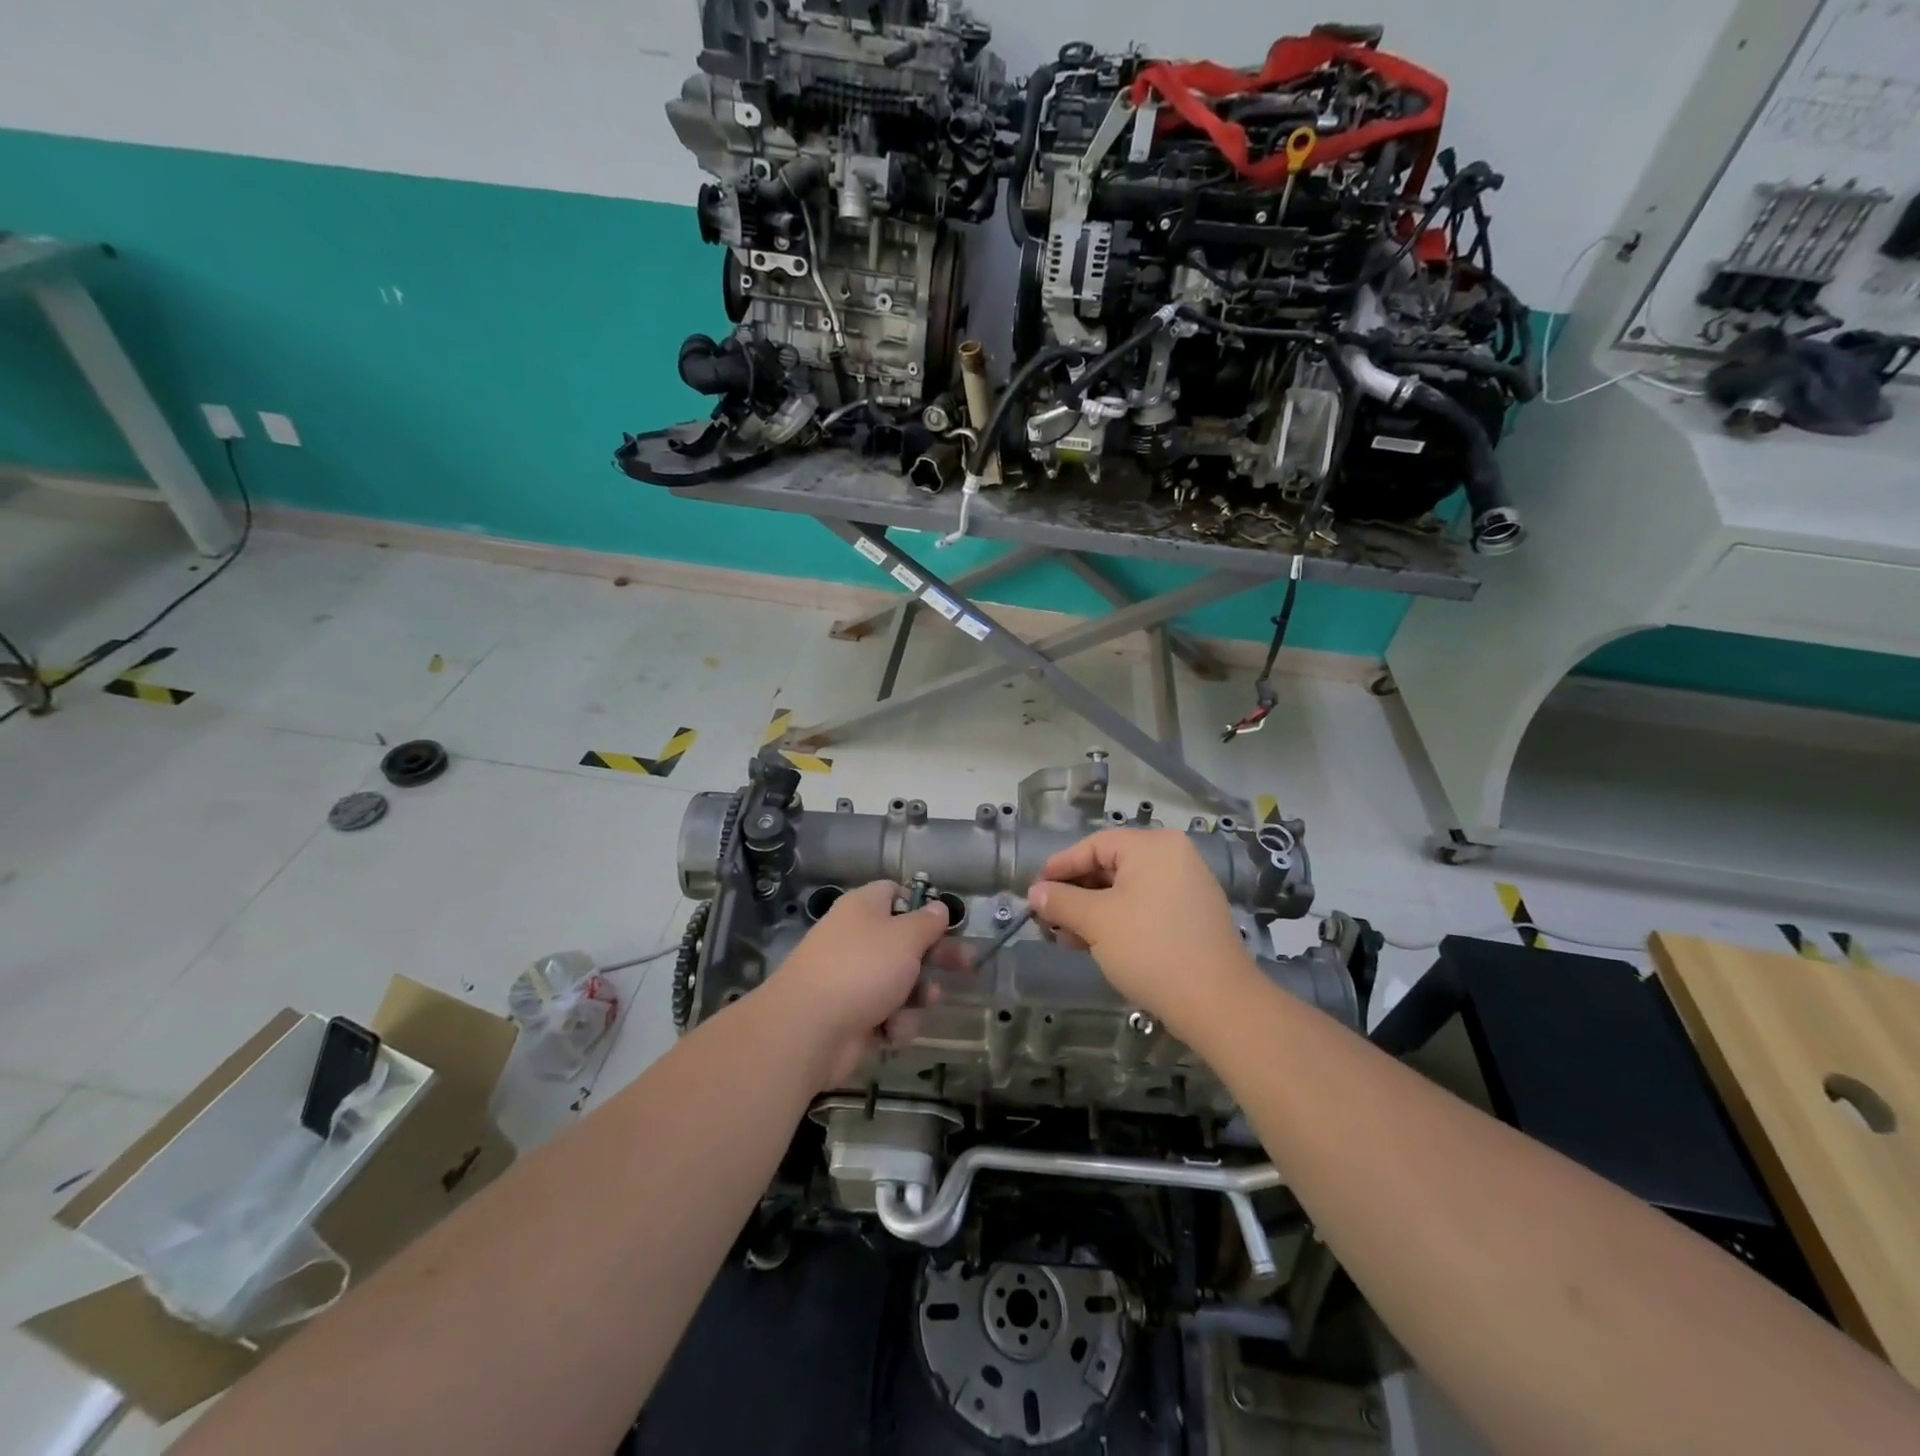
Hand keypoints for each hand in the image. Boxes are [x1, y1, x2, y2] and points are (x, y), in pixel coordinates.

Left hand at [768, 881, 960, 1086]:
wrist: (809, 1028)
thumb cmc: (863, 968)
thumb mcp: (905, 937)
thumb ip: (927, 922)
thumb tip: (938, 908)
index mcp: (864, 908)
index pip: (895, 894)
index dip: (921, 906)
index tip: (946, 924)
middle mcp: (857, 939)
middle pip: (905, 942)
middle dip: (936, 958)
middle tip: (968, 967)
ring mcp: (852, 979)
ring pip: (901, 982)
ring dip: (917, 996)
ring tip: (924, 1002)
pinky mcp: (852, 1016)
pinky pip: (886, 1014)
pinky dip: (894, 1024)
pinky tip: (891, 1032)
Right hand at [1028, 829, 1257, 1038]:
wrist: (1217, 1003)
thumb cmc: (1150, 949)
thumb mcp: (1096, 922)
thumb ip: (1061, 901)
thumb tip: (1035, 893)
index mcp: (1152, 846)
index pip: (1093, 845)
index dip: (1059, 867)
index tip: (1034, 890)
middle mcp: (1173, 856)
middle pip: (1110, 866)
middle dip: (1075, 893)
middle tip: (1048, 918)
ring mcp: (1187, 885)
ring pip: (1126, 889)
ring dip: (1093, 910)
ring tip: (1067, 937)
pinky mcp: (1193, 915)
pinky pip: (1145, 905)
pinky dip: (1118, 919)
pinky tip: (1096, 943)